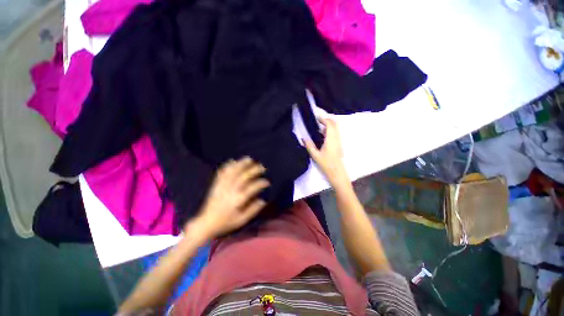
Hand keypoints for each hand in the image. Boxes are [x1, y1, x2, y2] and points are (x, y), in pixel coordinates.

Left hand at [188, 157, 268, 239]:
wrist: (205, 223)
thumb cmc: (225, 223)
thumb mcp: (241, 220)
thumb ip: (253, 210)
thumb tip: (263, 201)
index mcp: (238, 199)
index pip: (252, 188)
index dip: (261, 183)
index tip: (267, 182)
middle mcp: (230, 190)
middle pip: (244, 176)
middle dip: (254, 170)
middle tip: (262, 167)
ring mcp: (222, 186)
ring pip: (233, 172)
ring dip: (241, 164)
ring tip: (249, 159)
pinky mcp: (216, 185)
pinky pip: (222, 173)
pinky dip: (227, 166)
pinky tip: (232, 161)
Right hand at [303, 117, 348, 186]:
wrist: (337, 173)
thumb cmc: (326, 164)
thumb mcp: (315, 155)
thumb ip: (309, 146)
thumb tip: (303, 138)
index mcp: (331, 139)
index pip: (330, 124)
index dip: (324, 119)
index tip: (316, 117)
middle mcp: (337, 138)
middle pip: (335, 124)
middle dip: (327, 119)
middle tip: (318, 120)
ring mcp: (339, 141)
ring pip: (336, 128)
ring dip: (329, 124)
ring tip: (319, 126)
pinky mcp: (339, 144)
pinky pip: (336, 133)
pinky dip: (330, 130)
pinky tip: (323, 134)